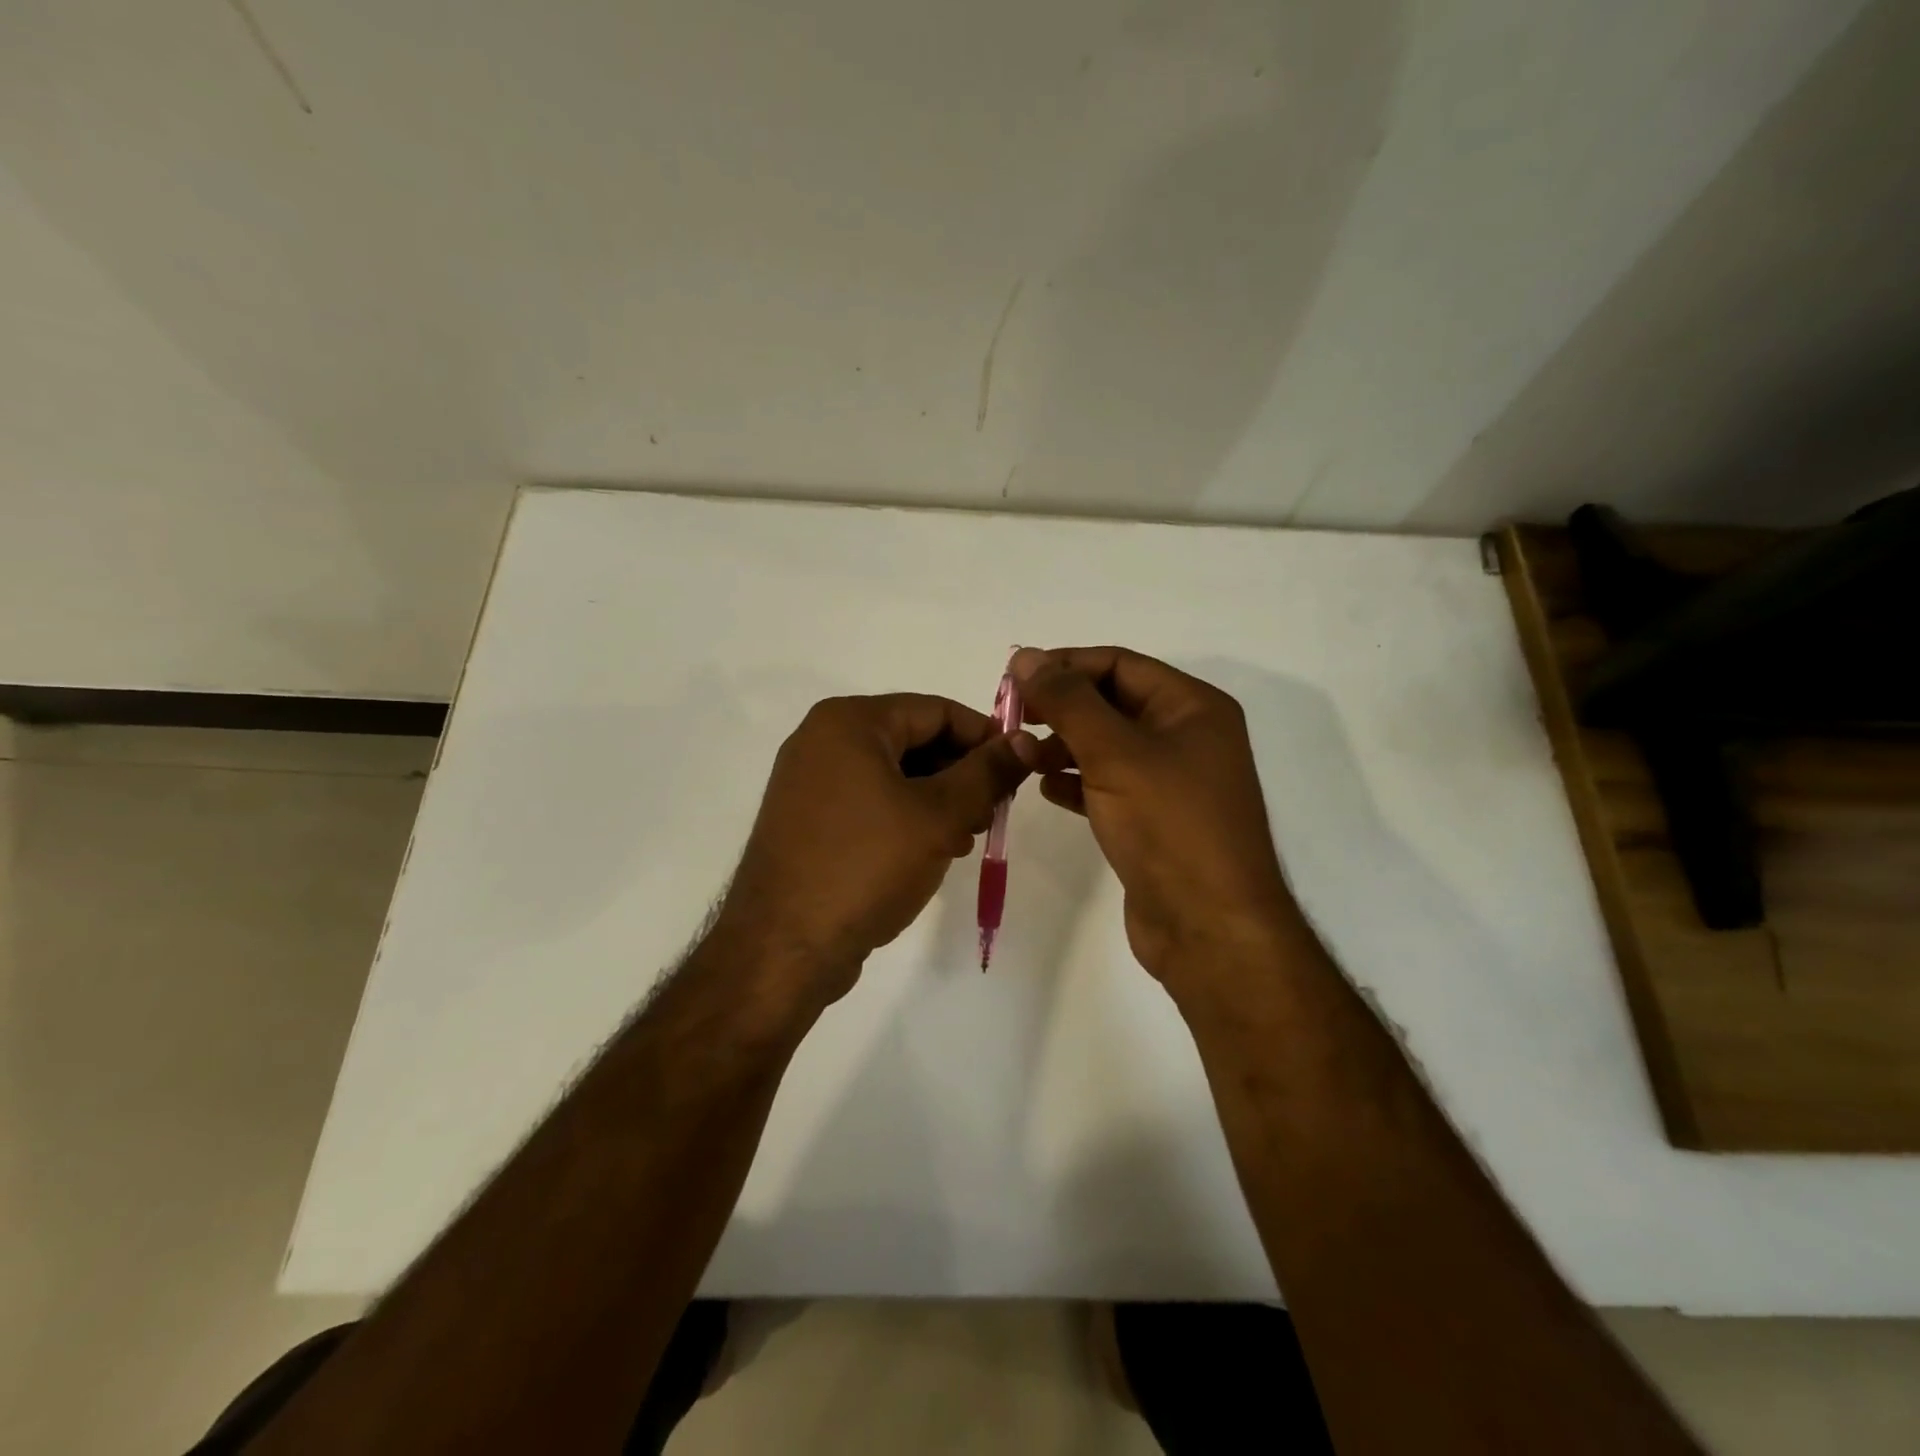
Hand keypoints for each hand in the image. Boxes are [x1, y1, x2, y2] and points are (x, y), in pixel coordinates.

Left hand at [711, 693, 1032, 1005]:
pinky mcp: (808, 820)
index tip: (1019, 770)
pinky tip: (932, 851)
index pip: (937, 711)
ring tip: (966, 838)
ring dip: (938, 799)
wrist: (783, 948)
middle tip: (994, 812)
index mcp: (849, 721)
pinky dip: (906, 817)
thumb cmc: (865, 866)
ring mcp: (810, 781)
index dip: (985, 737)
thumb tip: (1025, 741)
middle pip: (914, 739)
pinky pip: (870, 801)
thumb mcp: (939, 816)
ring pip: (894, 774)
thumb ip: (987, 773)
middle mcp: (822, 740)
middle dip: (961, 773)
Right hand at [1012, 646, 1298, 982]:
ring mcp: (1172, 782)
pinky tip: (1046, 789)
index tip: (1013, 678)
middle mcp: (1187, 737)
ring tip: (1022, 756)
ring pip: (1107, 746)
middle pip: (1112, 703)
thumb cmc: (1169, 826)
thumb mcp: (1115, 753)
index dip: (1065, 665)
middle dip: (1061, 708)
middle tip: (1011, 717)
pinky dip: (1077, 782)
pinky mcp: (1154, 820)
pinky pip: (1109, 785)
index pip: (1120, 664)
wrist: (1210, 928)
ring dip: (1063, 745)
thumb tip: (1025, 656)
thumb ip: (1067, 702)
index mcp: (1193, 707)